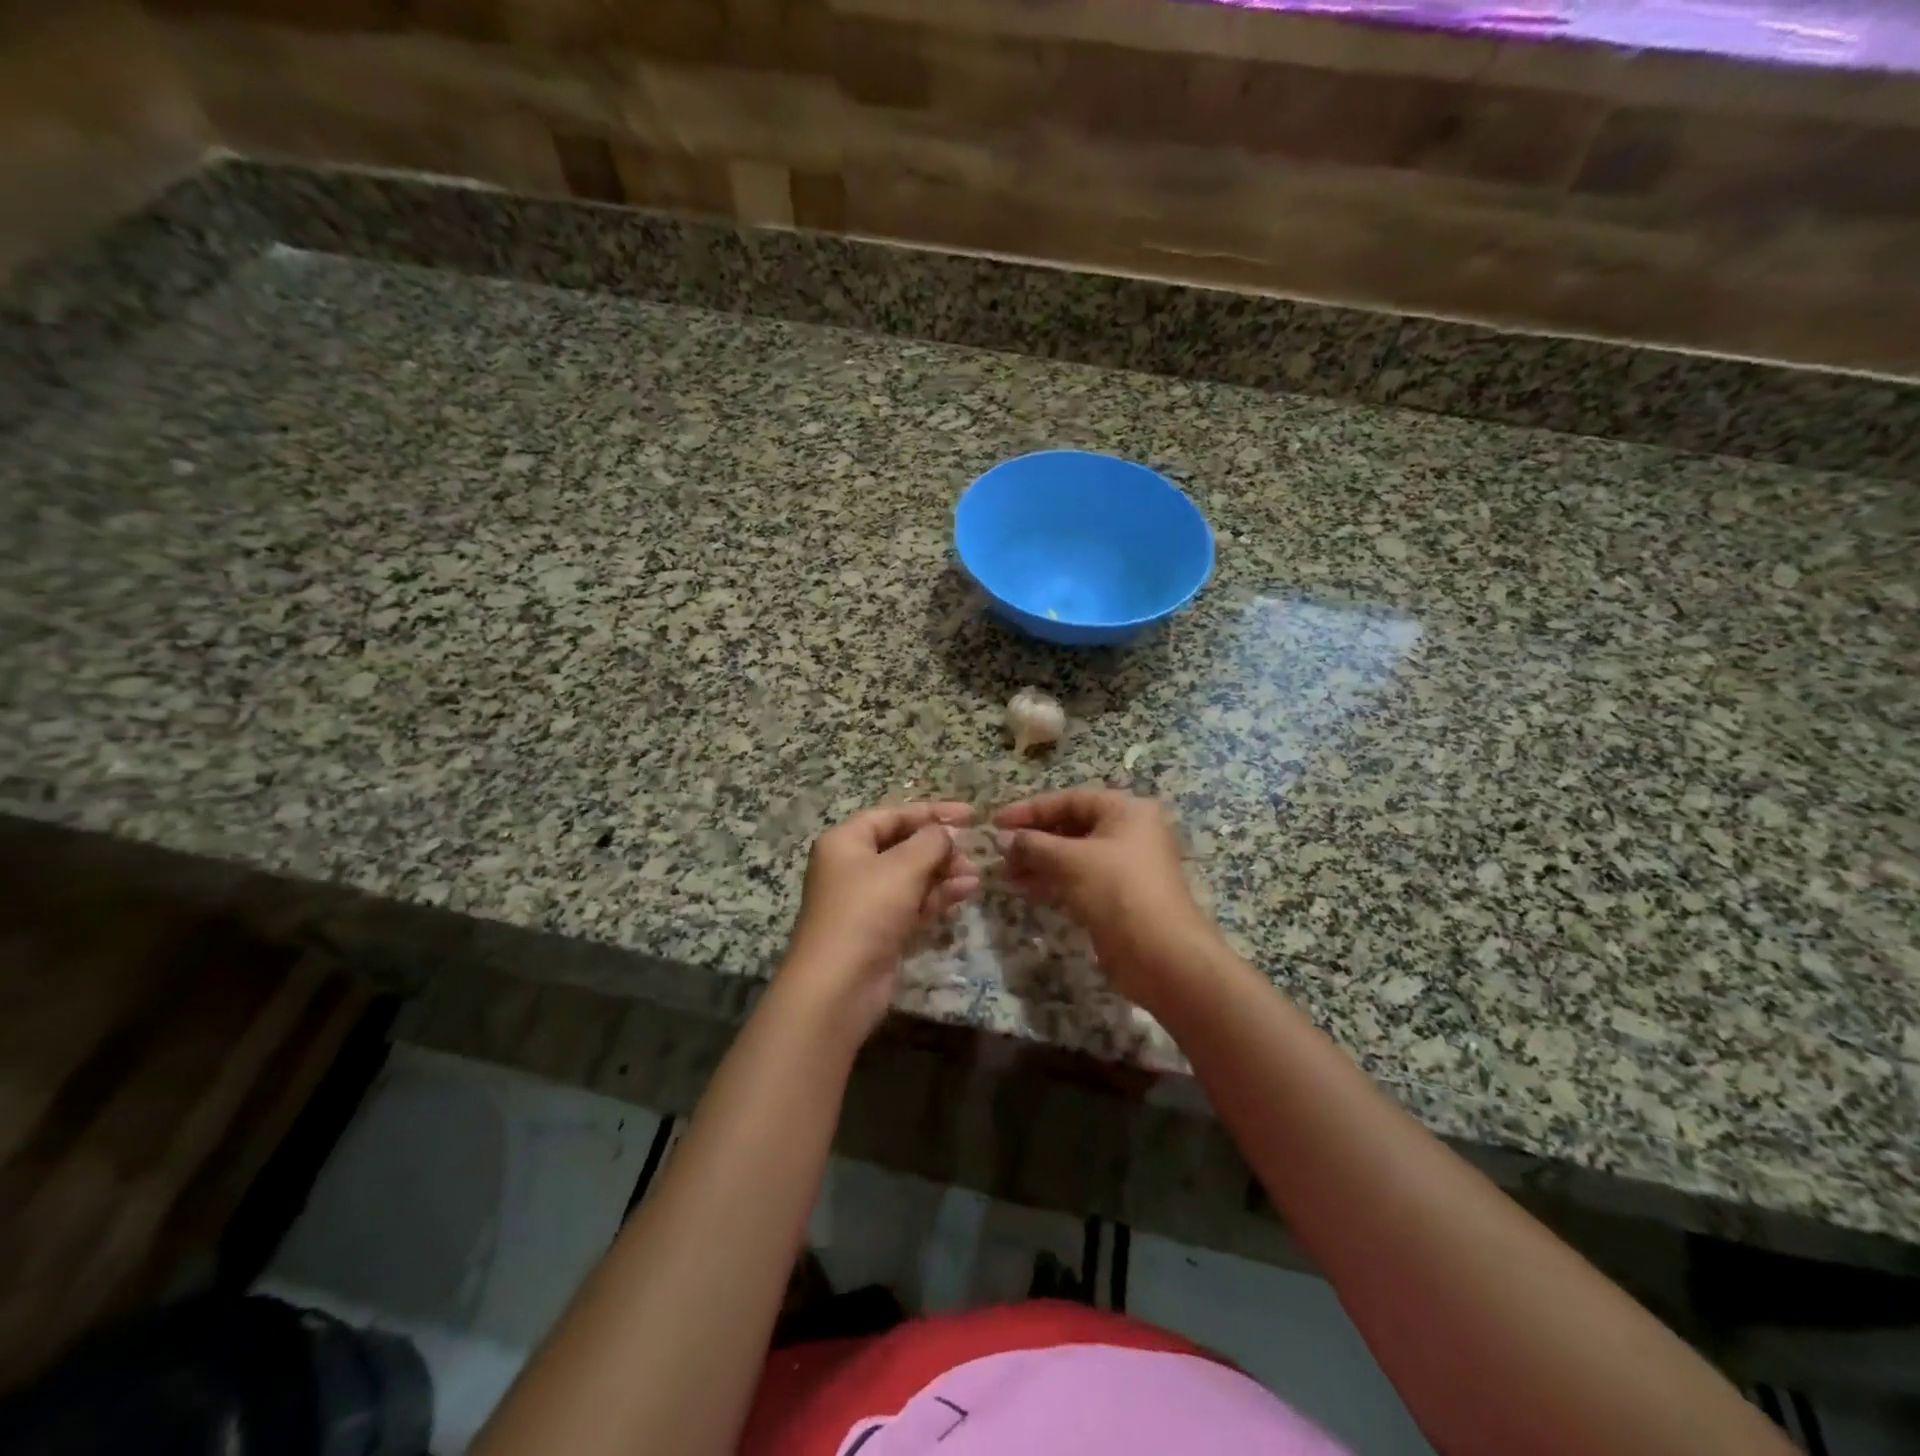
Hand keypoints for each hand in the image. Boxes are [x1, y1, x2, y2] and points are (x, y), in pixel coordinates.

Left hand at [779, 801, 979, 1039]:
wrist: (838, 985)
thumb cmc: (866, 910)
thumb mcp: (903, 867)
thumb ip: (931, 842)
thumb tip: (948, 832)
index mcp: (846, 842)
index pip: (893, 815)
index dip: (931, 812)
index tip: (970, 814)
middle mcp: (852, 867)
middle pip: (902, 846)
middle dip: (940, 847)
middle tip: (972, 851)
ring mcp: (866, 901)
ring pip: (911, 876)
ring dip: (943, 872)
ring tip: (975, 875)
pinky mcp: (880, 930)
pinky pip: (913, 903)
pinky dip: (937, 896)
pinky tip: (966, 891)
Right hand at [994, 788, 1217, 1008]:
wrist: (1161, 954)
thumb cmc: (1117, 890)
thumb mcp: (1070, 860)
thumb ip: (1033, 844)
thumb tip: (1003, 839)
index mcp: (1125, 811)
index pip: (1069, 800)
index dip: (1030, 809)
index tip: (996, 822)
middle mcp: (1128, 833)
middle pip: (1071, 826)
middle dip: (1033, 839)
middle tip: (999, 853)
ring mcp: (1124, 866)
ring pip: (1073, 855)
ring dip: (1039, 862)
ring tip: (1006, 874)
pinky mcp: (1117, 896)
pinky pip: (1079, 879)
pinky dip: (1053, 881)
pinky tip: (1025, 888)